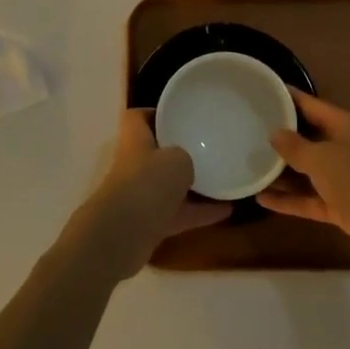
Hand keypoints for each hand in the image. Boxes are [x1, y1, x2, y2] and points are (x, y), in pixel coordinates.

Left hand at [69, 109, 231, 280]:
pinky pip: (178, 213)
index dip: (155, 113)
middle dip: (178, 152)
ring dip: (192, 185)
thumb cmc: (148, 183)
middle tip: (207, 148)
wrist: (122, 235)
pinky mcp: (149, 224)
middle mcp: (134, 165)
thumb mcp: (177, 158)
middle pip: (155, 152)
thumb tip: (188, 164)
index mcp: (134, 139)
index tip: (180, 116)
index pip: (138, 117)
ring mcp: (140, 195)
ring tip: (223, 179)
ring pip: (168, 186)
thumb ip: (186, 156)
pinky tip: (227, 210)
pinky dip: (199, 213)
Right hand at [257, 90, 349, 269]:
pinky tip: (261, 199)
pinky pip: (308, 198)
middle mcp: (341, 147)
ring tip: (247, 165)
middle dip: (279, 136)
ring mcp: (341, 178)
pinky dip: (288, 200)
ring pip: (305, 170)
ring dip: (280, 171)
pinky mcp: (339, 206)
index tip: (260, 90)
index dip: (287, 97)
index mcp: (342, 126)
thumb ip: (295, 146)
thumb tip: (274, 133)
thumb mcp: (322, 159)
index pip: (310, 104)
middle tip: (245, 130)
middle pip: (306, 137)